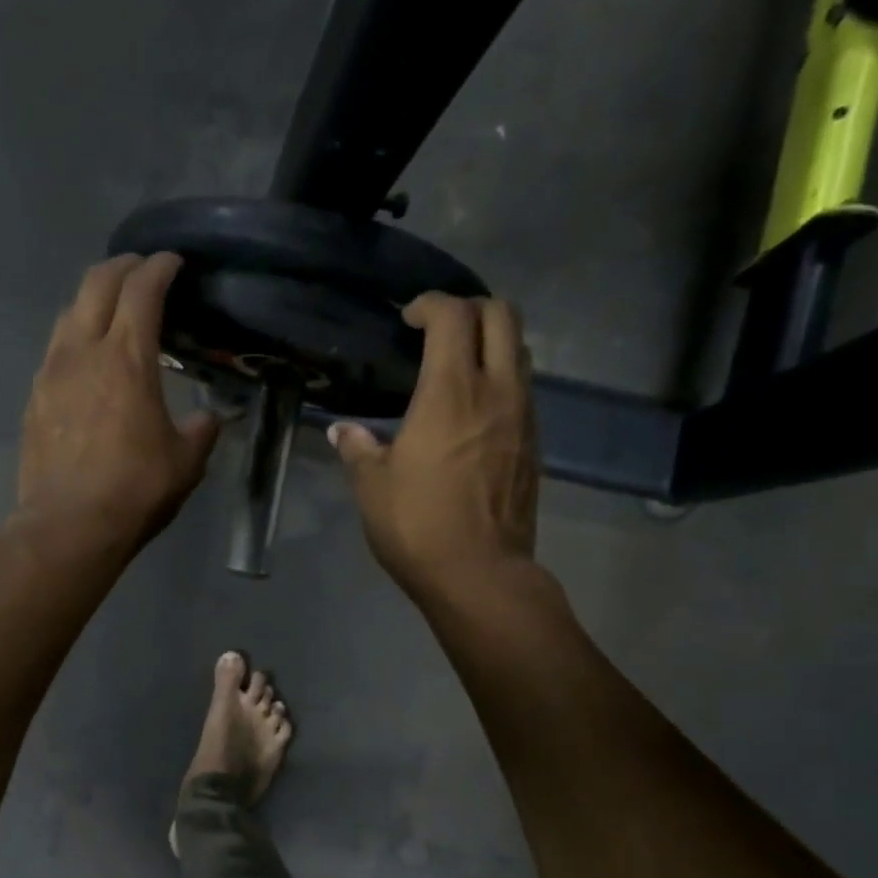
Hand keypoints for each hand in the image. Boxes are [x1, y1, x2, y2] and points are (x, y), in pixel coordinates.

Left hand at [17, 254, 220, 553]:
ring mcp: (51, 371)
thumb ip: (201, 430)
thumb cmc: (135, 490)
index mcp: (127, 357)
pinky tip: (86, 359)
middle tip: (143, 270)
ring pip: (69, 311)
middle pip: (97, 282)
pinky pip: (55, 349)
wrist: (69, 525)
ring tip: (112, 309)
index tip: (174, 262)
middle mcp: (83, 350)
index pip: (143, 289)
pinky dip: (75, 337)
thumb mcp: (186, 462)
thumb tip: (208, 419)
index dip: (160, 267)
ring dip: (93, 298)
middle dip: (123, 266)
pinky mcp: (34, 397)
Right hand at [328, 293, 538, 594]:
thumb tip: (343, 430)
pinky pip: (524, 387)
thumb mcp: (372, 487)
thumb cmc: (418, 526)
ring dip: (491, 342)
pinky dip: (501, 378)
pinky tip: (474, 409)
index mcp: (450, 392)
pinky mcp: (534, 442)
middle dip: (471, 308)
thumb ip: (358, 449)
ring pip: (520, 350)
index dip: (431, 304)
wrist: (480, 574)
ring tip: (458, 366)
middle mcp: (495, 391)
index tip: (408, 318)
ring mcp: (523, 416)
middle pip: (503, 314)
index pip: (454, 316)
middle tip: (439, 331)